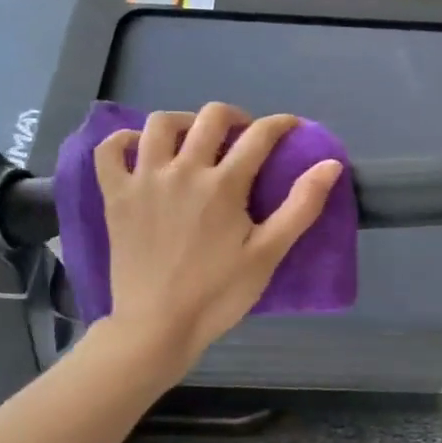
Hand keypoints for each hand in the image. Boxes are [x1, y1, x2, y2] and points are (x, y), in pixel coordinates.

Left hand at [93, 104, 342, 370]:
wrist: (157, 325)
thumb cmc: (219, 293)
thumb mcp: (269, 253)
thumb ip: (302, 206)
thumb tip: (331, 164)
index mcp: (224, 185)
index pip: (259, 136)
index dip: (281, 125)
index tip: (291, 127)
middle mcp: (183, 170)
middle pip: (211, 117)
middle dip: (235, 116)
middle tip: (244, 135)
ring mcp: (144, 180)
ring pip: (160, 123)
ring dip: (184, 121)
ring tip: (195, 138)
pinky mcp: (116, 195)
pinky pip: (110, 150)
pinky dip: (125, 140)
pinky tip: (142, 149)